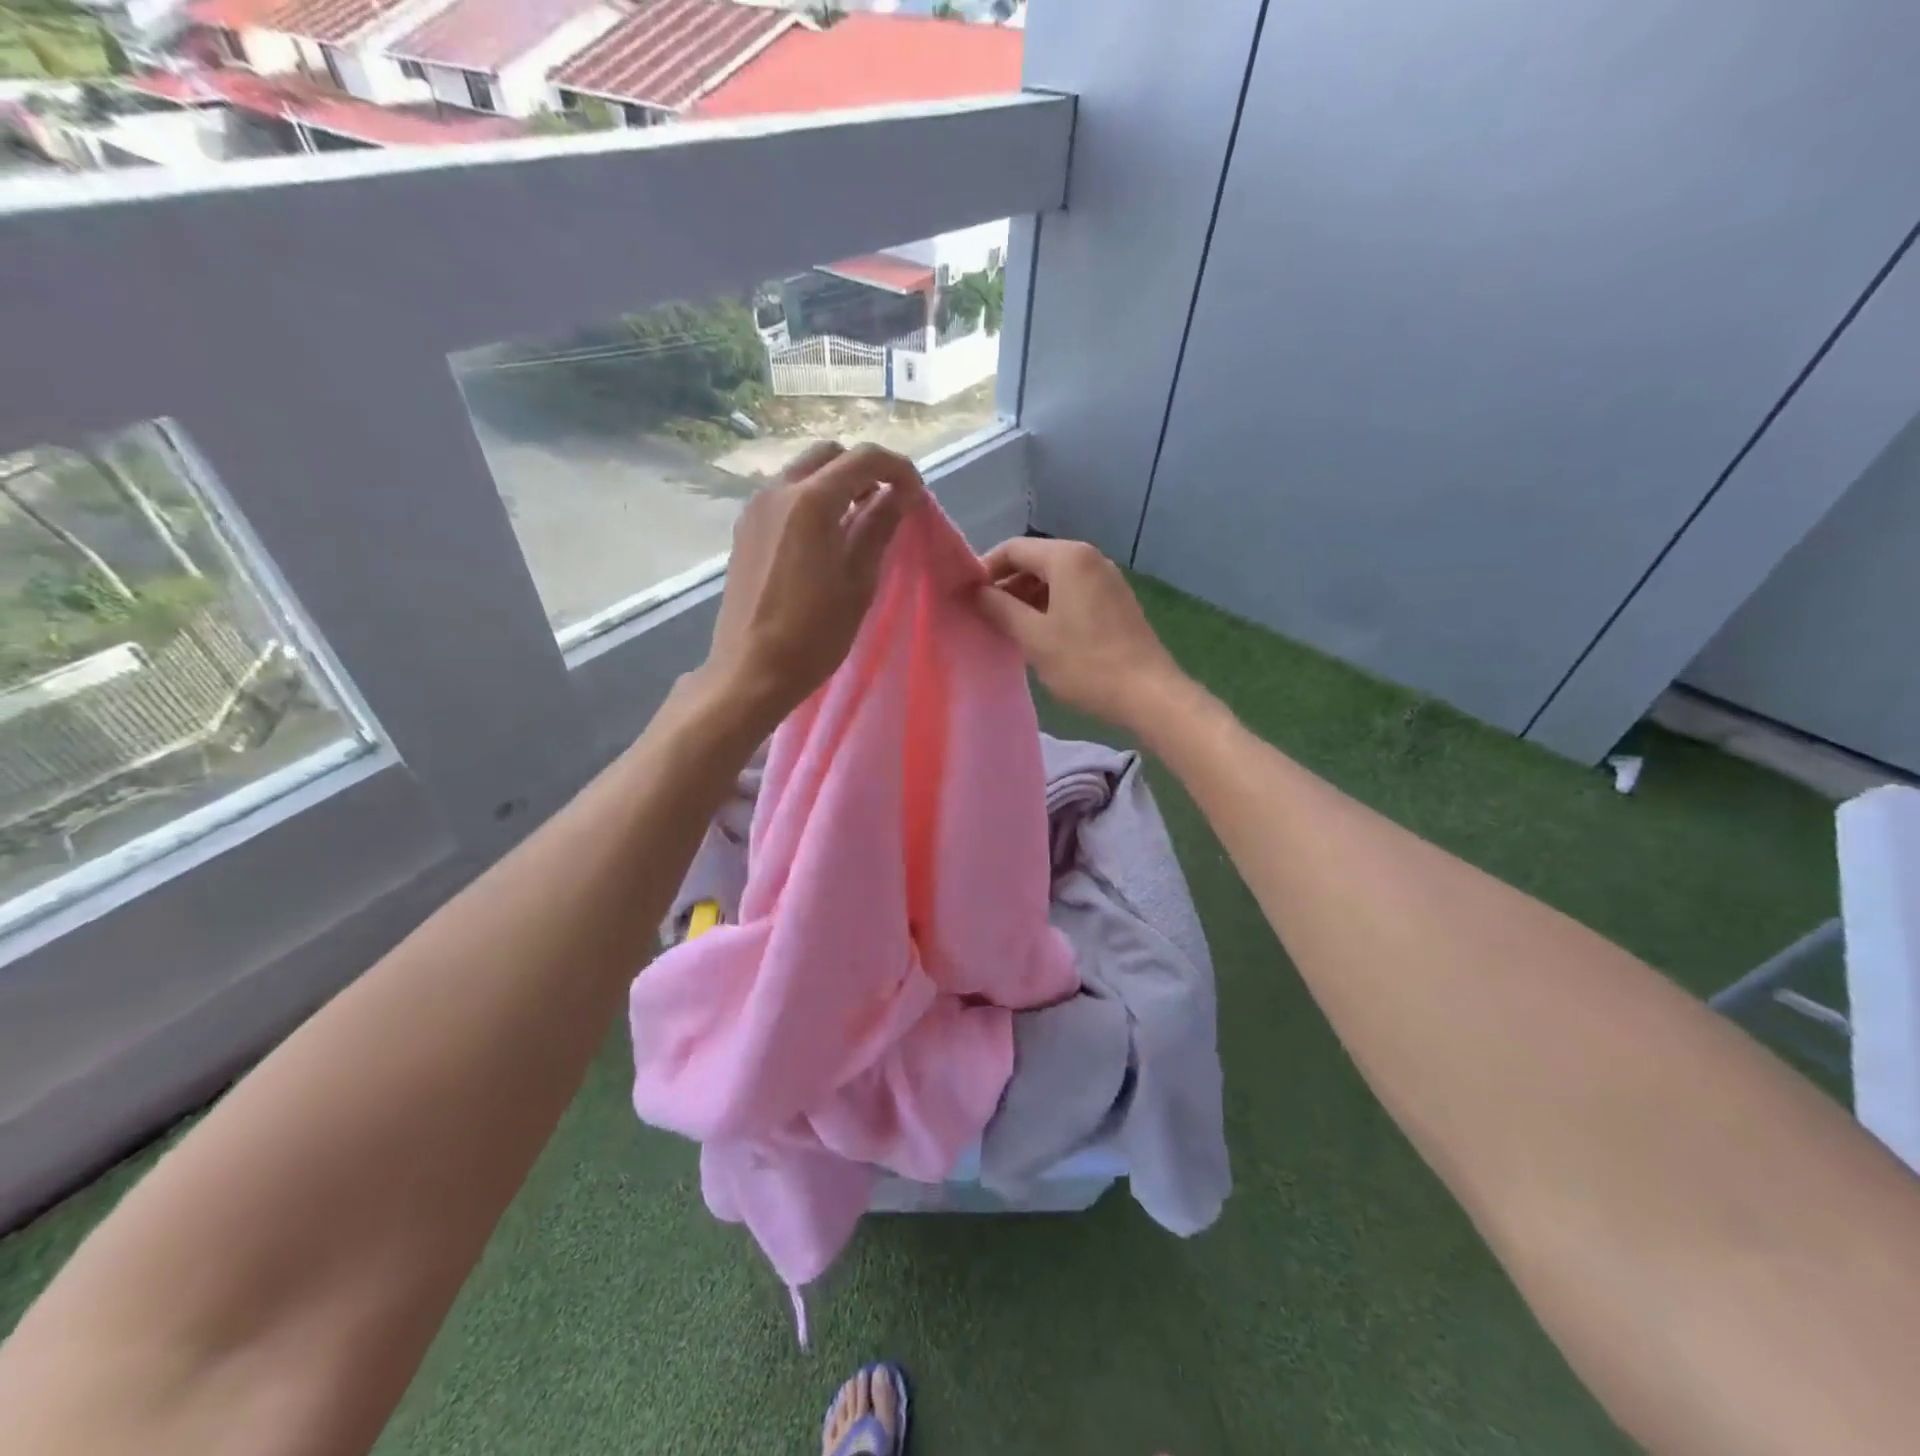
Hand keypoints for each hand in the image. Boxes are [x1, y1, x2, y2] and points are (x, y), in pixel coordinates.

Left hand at [702, 442, 924, 732]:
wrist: (751, 670)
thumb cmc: (814, 633)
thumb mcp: (859, 581)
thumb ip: (879, 527)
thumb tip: (900, 494)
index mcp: (811, 501)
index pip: (863, 459)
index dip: (898, 470)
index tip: (917, 496)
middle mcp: (778, 492)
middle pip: (829, 456)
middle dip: (864, 471)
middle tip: (888, 505)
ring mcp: (756, 510)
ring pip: (803, 474)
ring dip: (836, 485)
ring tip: (859, 524)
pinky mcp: (745, 531)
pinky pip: (784, 498)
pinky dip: (812, 502)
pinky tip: (825, 540)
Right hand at [973, 536, 1184, 731]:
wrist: (1148, 693)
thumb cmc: (1085, 663)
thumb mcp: (1034, 637)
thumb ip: (999, 609)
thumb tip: (975, 592)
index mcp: (1068, 557)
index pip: (1014, 549)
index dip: (985, 569)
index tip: (966, 596)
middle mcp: (1090, 558)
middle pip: (1036, 560)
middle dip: (1007, 585)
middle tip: (984, 615)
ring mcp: (1107, 579)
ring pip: (1055, 578)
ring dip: (1027, 598)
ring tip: (1008, 628)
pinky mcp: (1116, 601)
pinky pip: (1073, 592)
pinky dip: (1051, 605)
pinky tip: (1040, 634)